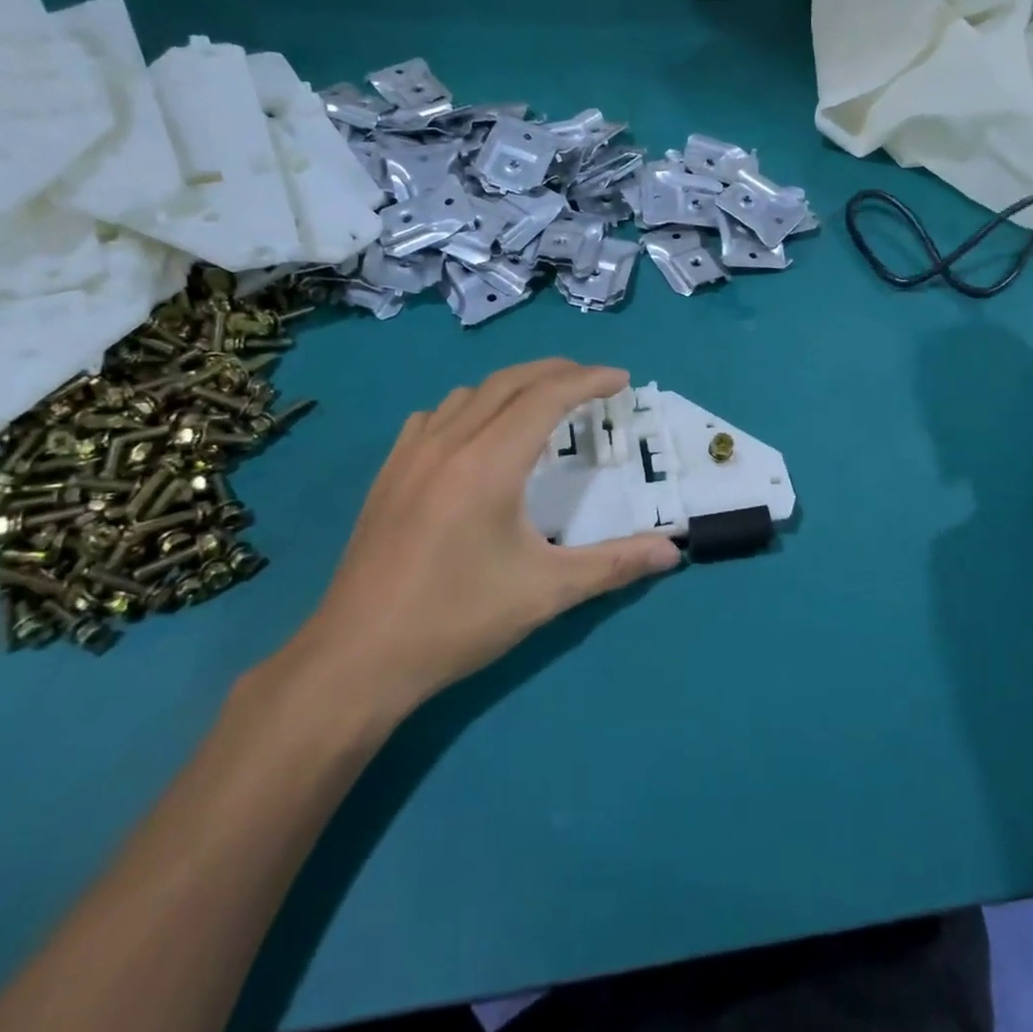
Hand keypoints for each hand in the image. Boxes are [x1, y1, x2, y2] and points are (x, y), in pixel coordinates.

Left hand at [282, 360, 681, 724]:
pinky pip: (433, 417)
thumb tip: (674, 551)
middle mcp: (448, 443)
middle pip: (509, 381)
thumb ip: (615, 564)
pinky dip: (469, 407)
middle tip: (594, 382)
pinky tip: (475, 434)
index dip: (589, 380)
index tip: (622, 380)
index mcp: (488, 462)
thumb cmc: (458, 620)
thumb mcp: (547, 592)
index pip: (546, 396)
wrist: (358, 659)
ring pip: (469, 394)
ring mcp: (410, 455)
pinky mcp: (388, 475)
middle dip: (557, 371)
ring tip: (543, 405)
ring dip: (513, 386)